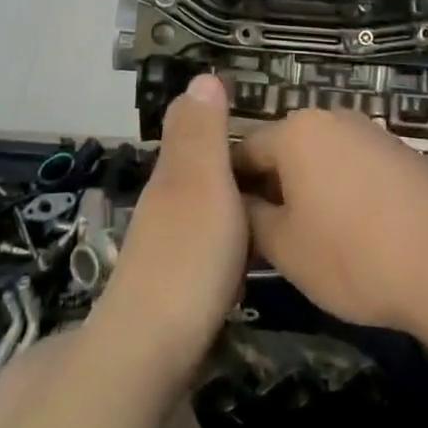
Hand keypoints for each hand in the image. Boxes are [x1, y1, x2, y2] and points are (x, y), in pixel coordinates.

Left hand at [93, 75, 247, 378]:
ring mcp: (166, 241)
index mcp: (173, 172)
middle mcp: (165, 200)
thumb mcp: (202, 183)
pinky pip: (206, 238)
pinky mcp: (174, 280)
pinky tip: (245, 249)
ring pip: (201, 202)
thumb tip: (202, 75)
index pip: (192, 126)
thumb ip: (203, 133)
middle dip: (228, 156)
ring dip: (228, 195)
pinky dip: (226, 232)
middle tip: (278, 163)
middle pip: (196, 164)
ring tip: (269, 201)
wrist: (150, 352)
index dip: (220, 116)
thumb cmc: (188, 257)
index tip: (261, 117)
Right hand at [237, 107, 427, 335]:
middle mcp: (330, 118)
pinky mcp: (401, 151)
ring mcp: (370, 131)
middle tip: (268, 231)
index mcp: (295, 132)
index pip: (244, 149)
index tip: (229, 219)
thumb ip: (250, 219)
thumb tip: (240, 205)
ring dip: (309, 184)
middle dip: (273, 183)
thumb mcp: (284, 248)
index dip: (232, 185)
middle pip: (285, 147)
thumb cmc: (351, 255)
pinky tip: (355, 228)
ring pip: (322, 155)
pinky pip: (355, 164)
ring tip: (312, 232)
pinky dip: (344, 187)